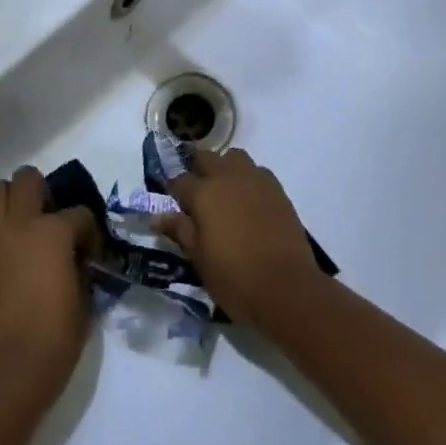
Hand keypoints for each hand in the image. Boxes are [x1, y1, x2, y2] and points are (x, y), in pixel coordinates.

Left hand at [0, 166, 99, 414]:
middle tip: (49, 220)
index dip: (89, 231)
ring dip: (10, 201)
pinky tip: (0, 249)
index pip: (80, 213)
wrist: (5, 371)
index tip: (90, 252)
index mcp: (53, 232)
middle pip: (27, 178)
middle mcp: (19, 223)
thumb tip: (75, 255)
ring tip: (20, 226)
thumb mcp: (84, 298)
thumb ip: (80, 265)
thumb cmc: (54, 339)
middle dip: (42, 192)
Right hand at [159, 148, 327, 330]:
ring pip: (234, 157)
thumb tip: (158, 215)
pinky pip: (257, 172)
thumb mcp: (199, 259)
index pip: (179, 180)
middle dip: (197, 170)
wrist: (287, 287)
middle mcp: (227, 176)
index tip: (173, 203)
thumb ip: (180, 230)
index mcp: (203, 193)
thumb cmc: (235, 278)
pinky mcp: (277, 188)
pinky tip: (249, 202)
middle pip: (205, 157)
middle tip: (197, 195)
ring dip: (225, 168)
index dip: (173, 191)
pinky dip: (248, 180)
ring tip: (225, 193)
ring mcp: (255, 179)